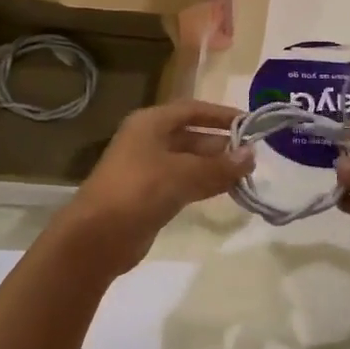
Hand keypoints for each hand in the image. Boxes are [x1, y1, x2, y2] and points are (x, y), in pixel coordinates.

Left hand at [55, 100, 253, 275]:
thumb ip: (219, 165)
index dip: (221, 114)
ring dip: (215, 167)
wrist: (97, 238)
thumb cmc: (139, 190)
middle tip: (252, 156)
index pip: (192, 110)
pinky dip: (204, 184)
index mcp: (151, 123)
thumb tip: (252, 155)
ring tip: (246, 174)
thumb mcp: (183, 174)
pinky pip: (183, 182)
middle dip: (221, 145)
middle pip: (191, 136)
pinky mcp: (149, 195)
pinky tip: (226, 190)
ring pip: (189, 161)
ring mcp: (147, 169)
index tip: (249, 122)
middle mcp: (148, 140)